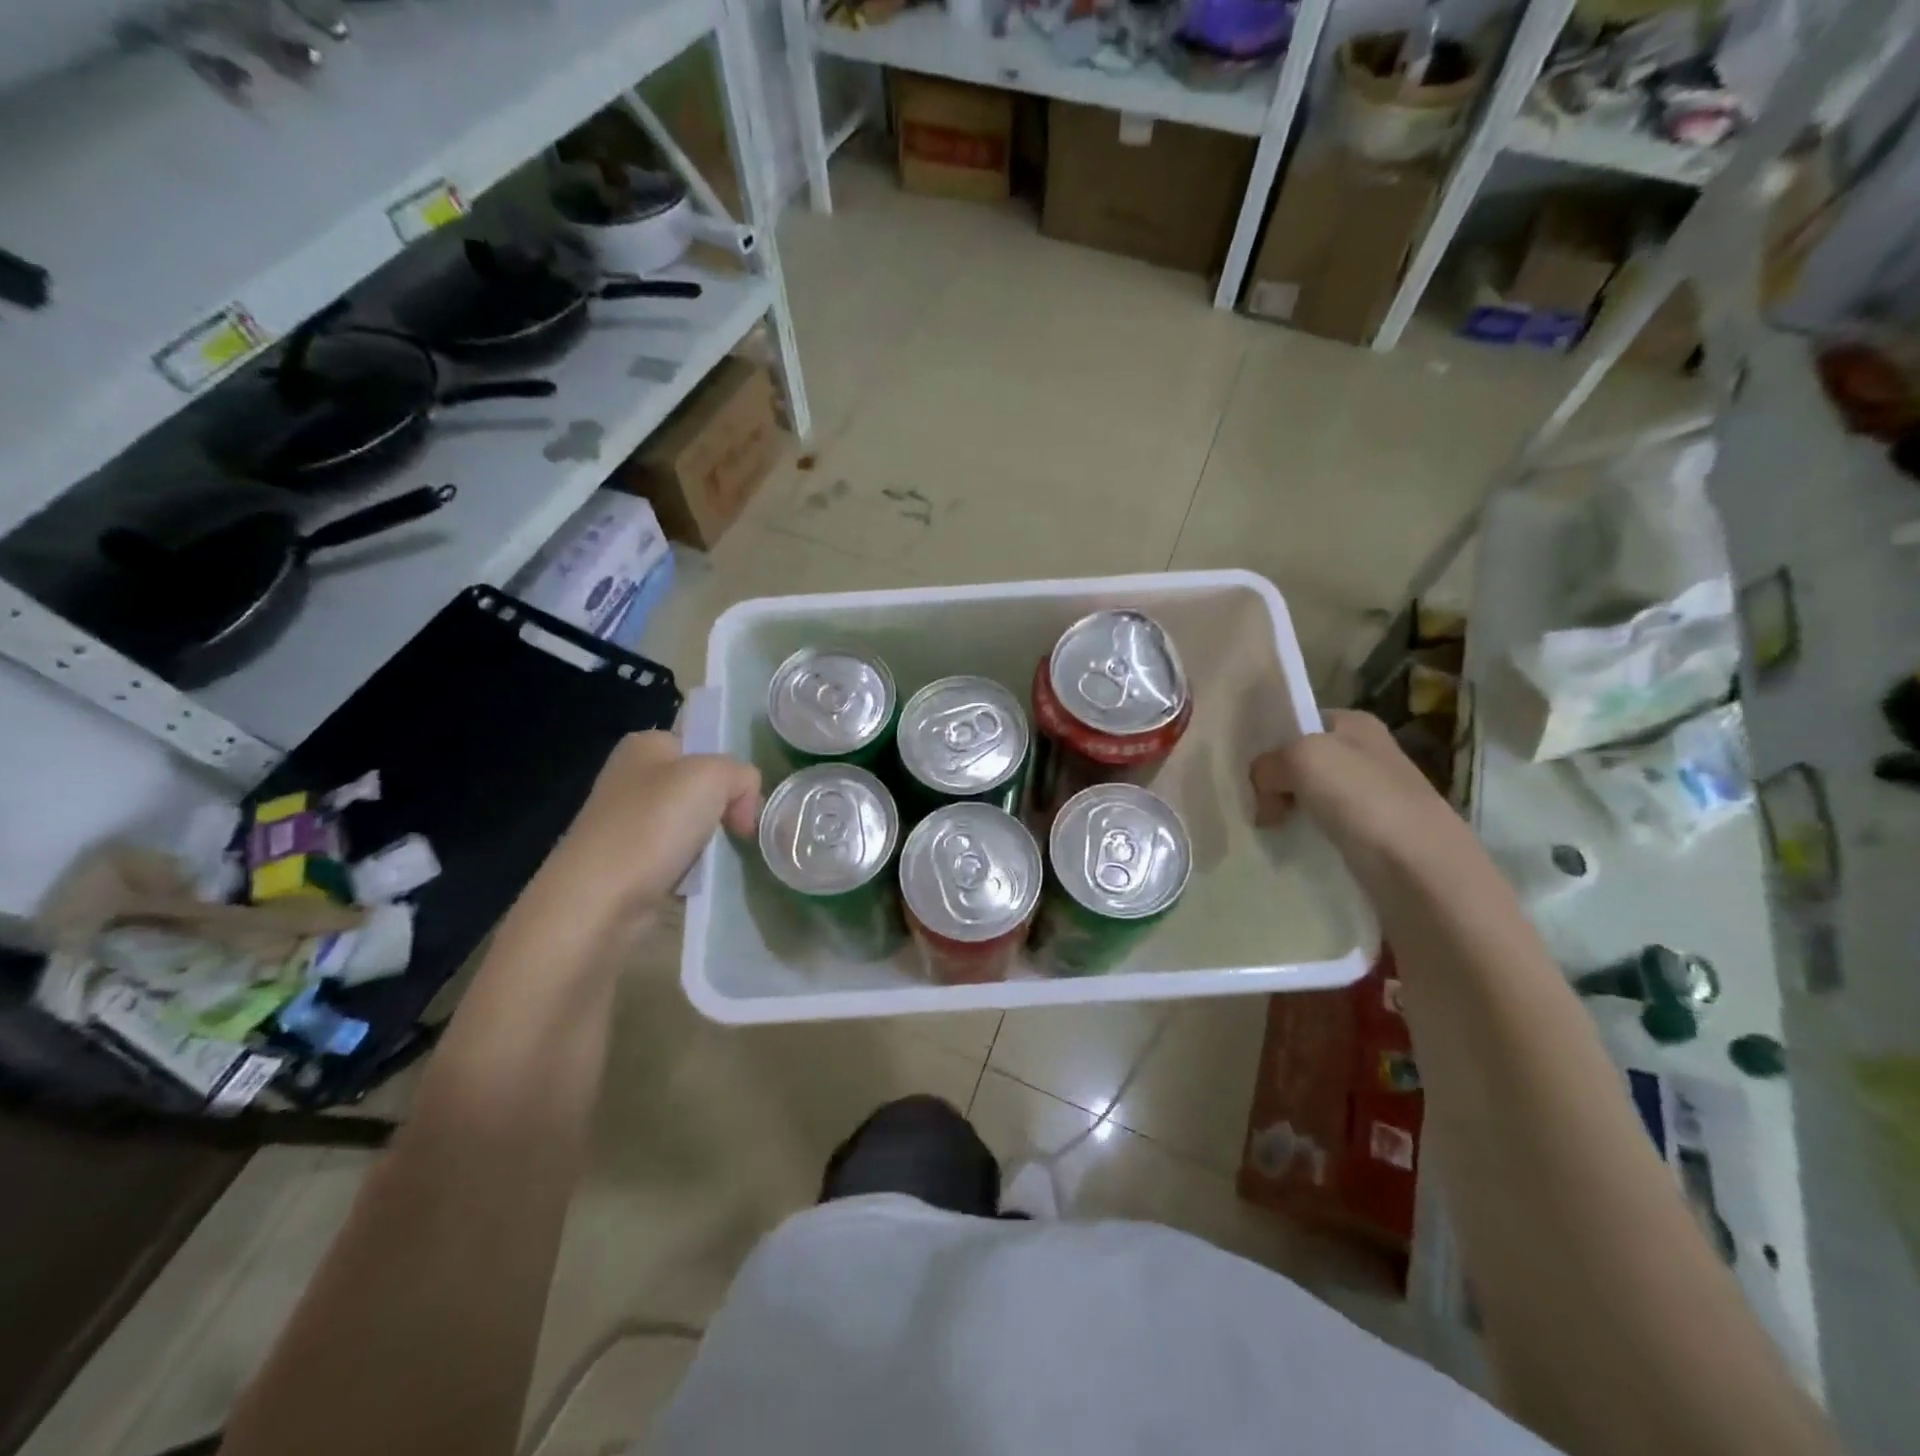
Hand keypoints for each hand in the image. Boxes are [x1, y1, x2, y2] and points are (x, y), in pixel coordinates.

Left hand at [529, 731, 760, 931]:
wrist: (600, 899)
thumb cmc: (654, 824)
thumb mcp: (713, 776)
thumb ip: (742, 775)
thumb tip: (743, 807)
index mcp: (645, 745)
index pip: (703, 745)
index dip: (730, 771)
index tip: (744, 803)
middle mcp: (631, 777)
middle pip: (700, 786)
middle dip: (724, 808)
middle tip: (738, 831)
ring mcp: (627, 820)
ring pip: (690, 822)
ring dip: (709, 840)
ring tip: (716, 858)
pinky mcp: (627, 860)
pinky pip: (676, 855)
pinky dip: (691, 866)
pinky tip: (695, 878)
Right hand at [1249, 710, 1465, 867]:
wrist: (1422, 873)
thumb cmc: (1364, 800)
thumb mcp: (1302, 759)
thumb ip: (1267, 766)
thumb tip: (1264, 796)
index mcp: (1356, 724)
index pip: (1299, 722)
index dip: (1270, 743)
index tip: (1245, 771)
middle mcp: (1368, 756)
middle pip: (1302, 763)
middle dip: (1275, 783)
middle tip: (1251, 806)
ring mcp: (1374, 800)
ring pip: (1311, 800)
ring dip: (1286, 814)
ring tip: (1265, 832)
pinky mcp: (1374, 841)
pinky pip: (1325, 833)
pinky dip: (1305, 841)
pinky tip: (1291, 852)